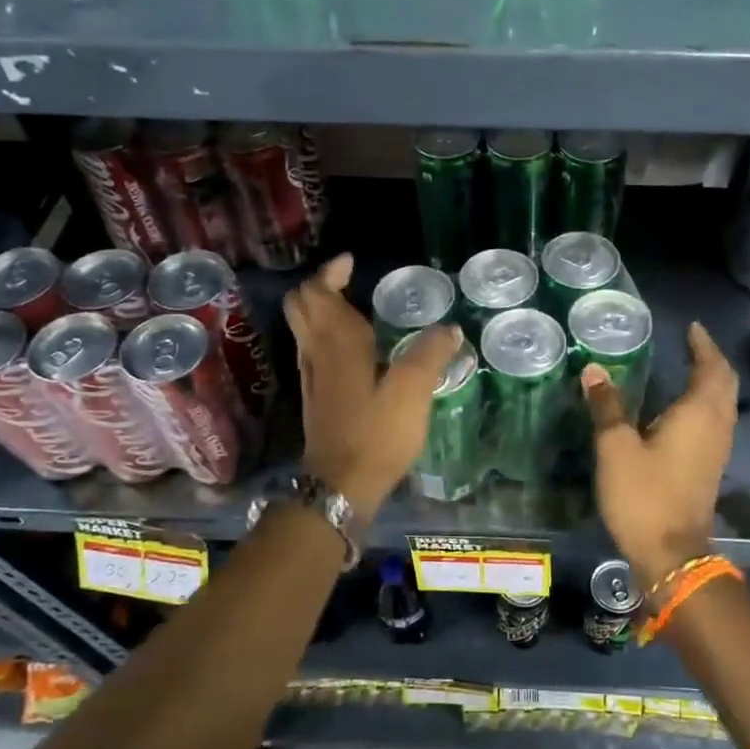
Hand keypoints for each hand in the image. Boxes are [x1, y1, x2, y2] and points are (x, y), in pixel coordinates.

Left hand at [284, 254, 461, 520]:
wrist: (340, 486)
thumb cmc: (376, 434)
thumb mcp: (412, 392)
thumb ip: (429, 355)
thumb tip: (448, 329)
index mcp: (337, 343)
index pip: (318, 292)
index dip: (331, 272)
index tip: (353, 262)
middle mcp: (316, 353)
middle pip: (301, 305)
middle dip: (321, 286)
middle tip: (350, 281)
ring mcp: (311, 376)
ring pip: (304, 328)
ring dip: (322, 310)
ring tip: (356, 308)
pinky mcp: (316, 397)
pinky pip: (313, 350)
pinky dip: (326, 335)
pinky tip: (356, 349)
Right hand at [581, 321, 737, 583]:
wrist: (670, 554)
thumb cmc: (643, 495)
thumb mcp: (616, 447)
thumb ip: (607, 406)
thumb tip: (594, 370)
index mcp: (699, 414)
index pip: (711, 367)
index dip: (703, 345)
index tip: (691, 327)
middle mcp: (717, 426)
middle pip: (724, 383)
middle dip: (711, 360)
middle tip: (691, 344)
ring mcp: (718, 449)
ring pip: (723, 404)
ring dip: (711, 382)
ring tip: (688, 368)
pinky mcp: (710, 467)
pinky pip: (715, 422)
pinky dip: (705, 404)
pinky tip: (682, 409)